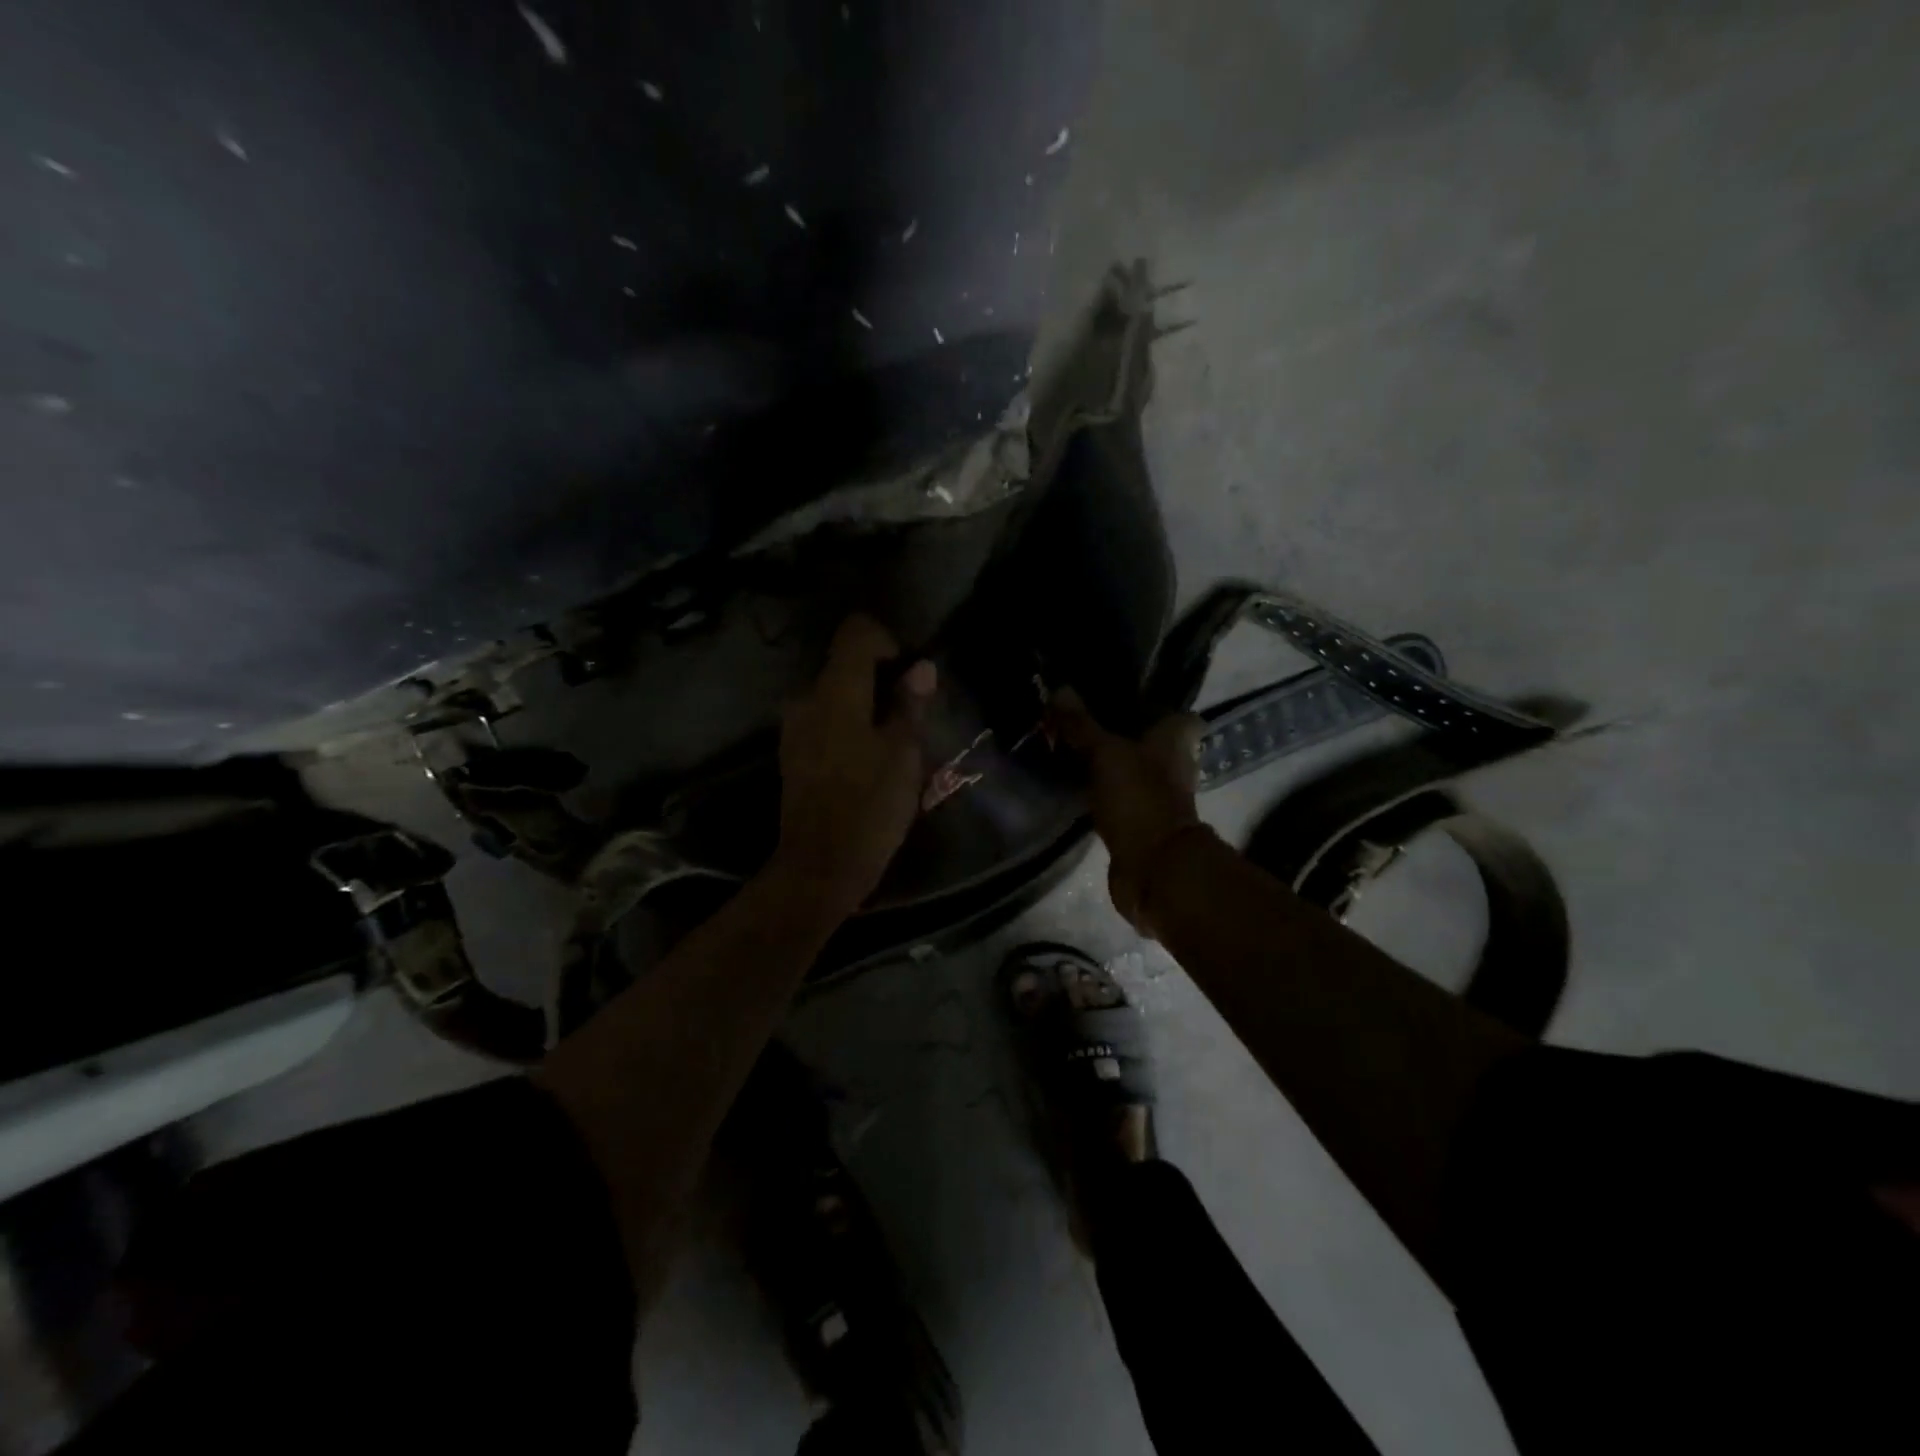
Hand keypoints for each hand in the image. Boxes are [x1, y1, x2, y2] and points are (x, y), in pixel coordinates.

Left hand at [772, 614, 936, 919]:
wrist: (820, 867)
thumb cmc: (869, 807)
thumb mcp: (904, 755)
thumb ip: (910, 705)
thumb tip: (921, 668)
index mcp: (835, 691)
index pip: (856, 633)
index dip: (887, 640)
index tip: (909, 672)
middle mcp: (807, 700)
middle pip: (846, 666)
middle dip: (881, 681)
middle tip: (912, 716)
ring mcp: (795, 729)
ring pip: (836, 697)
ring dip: (866, 708)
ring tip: (896, 744)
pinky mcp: (793, 755)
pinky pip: (825, 723)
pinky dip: (850, 729)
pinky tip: (870, 762)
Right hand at [1050, 688, 1206, 931]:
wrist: (1153, 869)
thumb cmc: (1139, 799)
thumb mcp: (1105, 754)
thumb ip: (1082, 724)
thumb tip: (1059, 689)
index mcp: (1175, 740)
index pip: (1176, 713)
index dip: (1153, 704)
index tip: (1120, 694)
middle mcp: (1172, 765)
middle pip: (1148, 740)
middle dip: (1120, 731)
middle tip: (1081, 718)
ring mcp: (1156, 796)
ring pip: (1130, 768)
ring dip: (1107, 761)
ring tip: (1069, 745)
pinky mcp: (1138, 822)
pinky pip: (1116, 796)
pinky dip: (1100, 789)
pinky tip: (1073, 782)